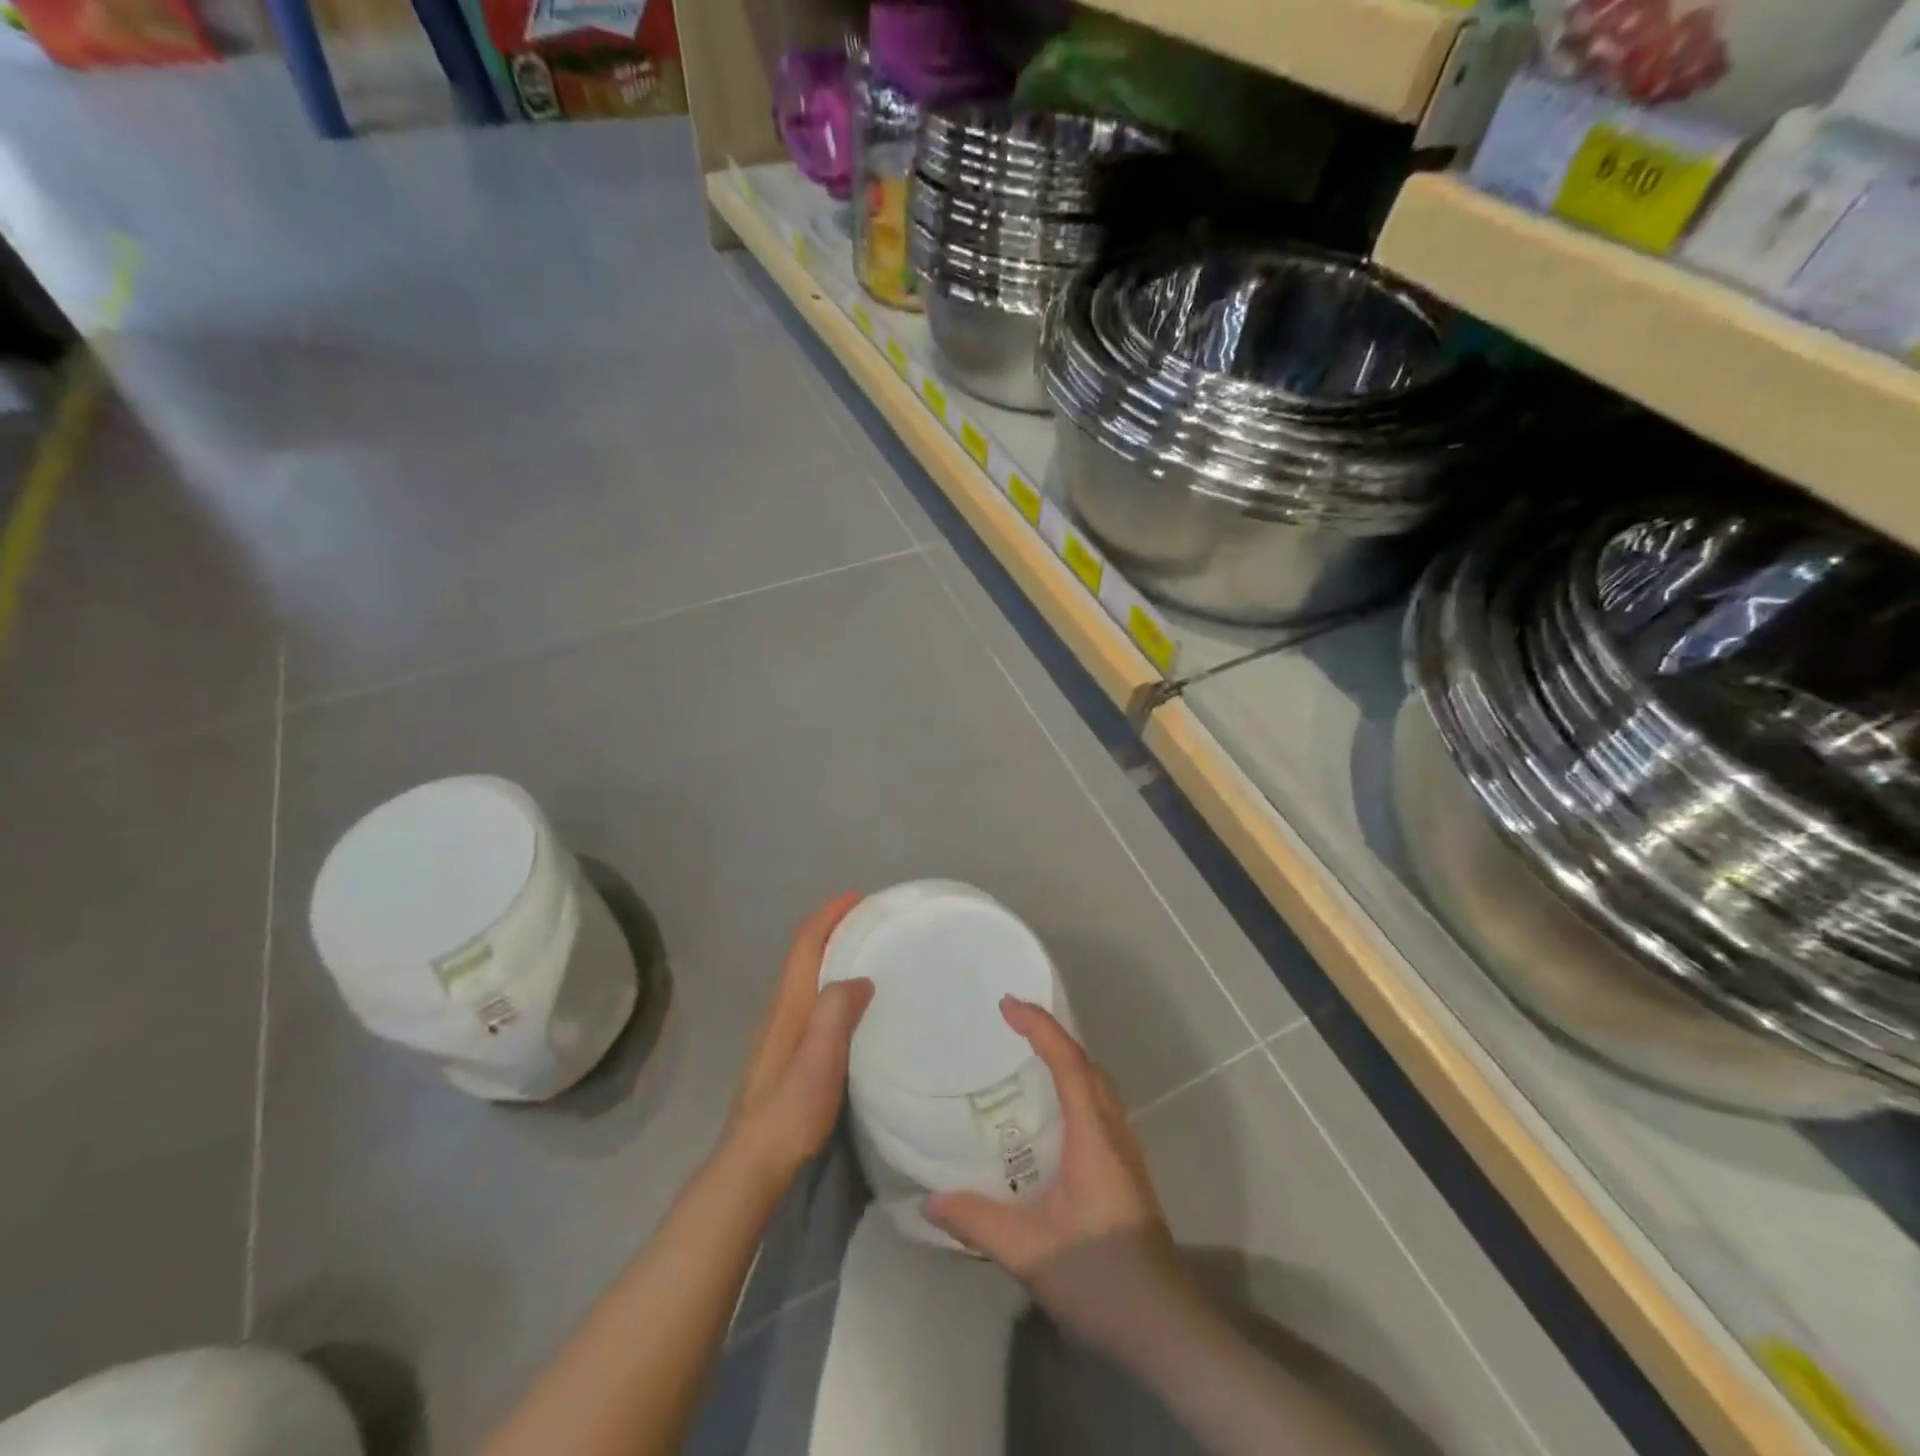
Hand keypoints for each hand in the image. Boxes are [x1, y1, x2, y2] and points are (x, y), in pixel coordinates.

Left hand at [727, 892, 873, 1185]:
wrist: (753, 1163)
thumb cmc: (790, 1109)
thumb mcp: (820, 1060)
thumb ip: (836, 1013)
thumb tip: (860, 978)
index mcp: (789, 1004)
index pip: (805, 944)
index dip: (829, 915)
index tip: (857, 897)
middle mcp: (780, 1010)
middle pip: (803, 954)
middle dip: (831, 928)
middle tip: (868, 920)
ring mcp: (779, 1032)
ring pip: (805, 976)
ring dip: (829, 953)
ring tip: (864, 951)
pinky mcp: (785, 1052)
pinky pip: (809, 998)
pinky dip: (828, 981)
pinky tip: (848, 1001)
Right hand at [924, 998, 1193, 1357]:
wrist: (1166, 1329)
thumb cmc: (1101, 1279)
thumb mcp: (1029, 1252)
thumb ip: (978, 1221)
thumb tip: (929, 1200)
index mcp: (1093, 1136)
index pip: (1068, 1062)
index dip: (1039, 1026)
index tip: (1007, 1005)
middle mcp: (1114, 1133)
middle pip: (1087, 1066)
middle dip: (1052, 1036)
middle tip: (1012, 1028)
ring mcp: (1125, 1153)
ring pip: (1097, 1087)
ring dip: (1066, 1062)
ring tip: (1026, 1063)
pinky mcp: (1125, 1174)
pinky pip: (1098, 1110)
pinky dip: (1074, 1090)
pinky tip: (1049, 1120)